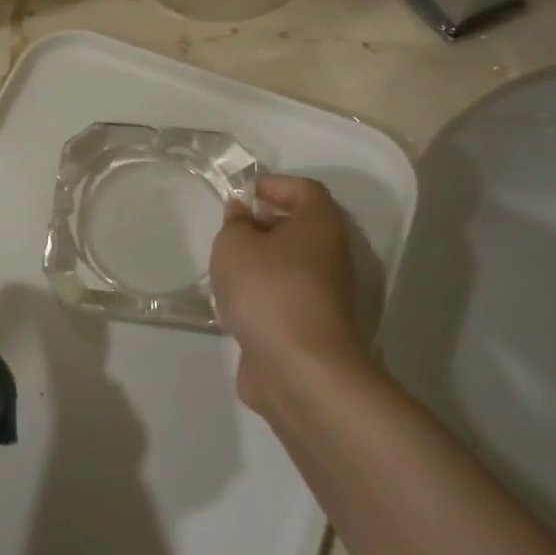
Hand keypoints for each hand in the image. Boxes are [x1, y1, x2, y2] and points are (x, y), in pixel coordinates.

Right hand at [211, 175, 366, 414]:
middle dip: (264, 224)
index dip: (274, 185)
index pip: (306, 190)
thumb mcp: (234, 245)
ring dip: (260, 264)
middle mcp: (331, 256)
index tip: (243, 192)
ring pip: (291, 266)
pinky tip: (234, 305)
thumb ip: (234, 224)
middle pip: (300, 228)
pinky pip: (285, 299)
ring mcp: (326, 296)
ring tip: (224, 268)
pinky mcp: (313, 328)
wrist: (300, 369)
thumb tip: (242, 214)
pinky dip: (262, 296)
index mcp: (320, 225)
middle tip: (229, 230)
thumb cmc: (268, 290)